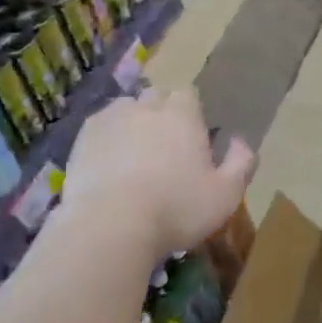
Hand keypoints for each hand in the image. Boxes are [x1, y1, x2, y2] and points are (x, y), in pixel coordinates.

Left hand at [58, 87, 255, 259]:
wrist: (109, 226)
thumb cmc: (176, 209)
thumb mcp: (226, 194)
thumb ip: (241, 163)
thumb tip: (240, 141)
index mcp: (182, 114)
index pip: (189, 95)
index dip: (192, 114)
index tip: (193, 139)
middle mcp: (145, 106)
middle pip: (156, 98)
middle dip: (161, 115)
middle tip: (165, 150)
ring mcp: (109, 120)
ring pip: (125, 110)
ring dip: (132, 125)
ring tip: (134, 157)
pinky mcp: (80, 140)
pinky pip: (99, 130)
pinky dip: (106, 141)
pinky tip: (109, 167)